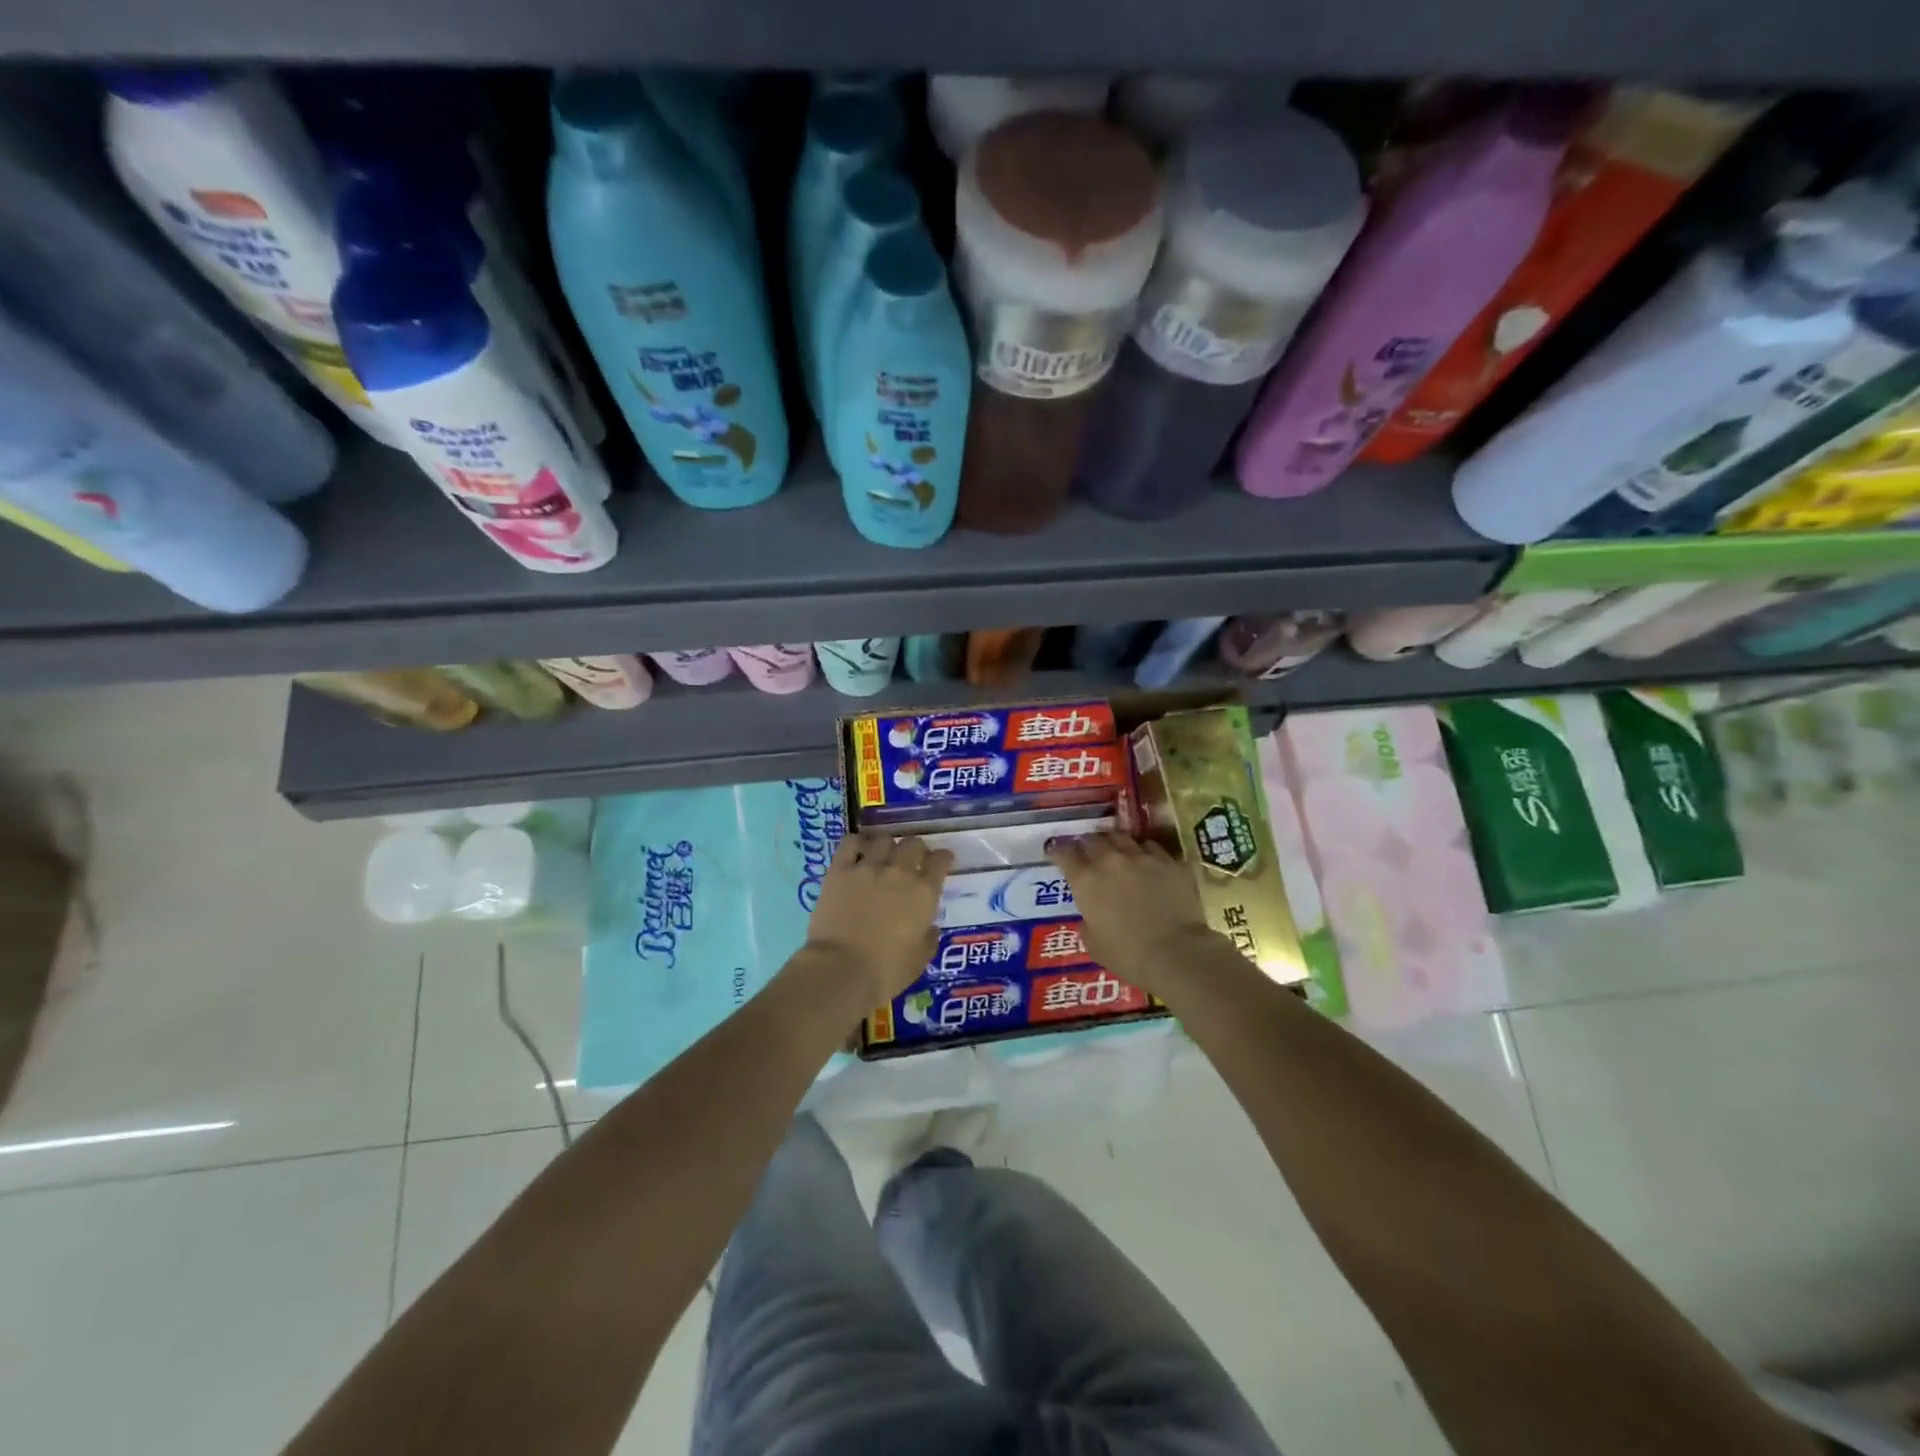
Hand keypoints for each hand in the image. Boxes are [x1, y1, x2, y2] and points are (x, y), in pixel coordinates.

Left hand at [804, 832, 953, 1006]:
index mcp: (924, 893)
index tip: (941, 862)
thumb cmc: (885, 972)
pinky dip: (858, 843)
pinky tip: (859, 850)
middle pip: (913, 844)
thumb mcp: (919, 961)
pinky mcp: (840, 870)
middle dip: (916, 849)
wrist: (841, 970)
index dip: (943, 858)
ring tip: (884, 855)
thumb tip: (930, 927)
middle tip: (912, 860)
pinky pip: (850, 843)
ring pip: (884, 840)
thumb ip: (929, 939)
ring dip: (888, 845)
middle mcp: (899, 872)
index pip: (941, 861)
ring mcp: (868, 867)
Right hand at [1046, 832, 1215, 999]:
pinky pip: (1152, 848)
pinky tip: (1148, 864)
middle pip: (1093, 839)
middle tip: (1088, 854)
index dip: (1058, 851)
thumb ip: (1087, 921)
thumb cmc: (1127, 955)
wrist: (1176, 954)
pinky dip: (1145, 853)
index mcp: (1085, 879)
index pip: (1064, 852)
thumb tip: (1091, 914)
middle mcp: (1111, 860)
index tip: (1057, 853)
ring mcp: (1143, 857)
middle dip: (1087, 844)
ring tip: (1118, 853)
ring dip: (1115, 844)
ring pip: (1123, 837)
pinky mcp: (1170, 862)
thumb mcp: (1093, 944)